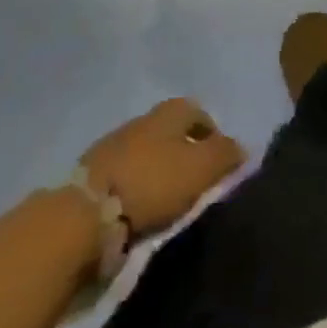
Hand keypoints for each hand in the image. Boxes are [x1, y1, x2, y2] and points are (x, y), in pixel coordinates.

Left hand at [81, 98, 245, 236]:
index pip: (198, 112)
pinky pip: (125, 178)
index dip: (212, 134)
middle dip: (185, 153)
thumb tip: (241, 148)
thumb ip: (226, 154)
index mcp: (168, 112)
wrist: (85, 215)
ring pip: (146, 155)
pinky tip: (141, 210)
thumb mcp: (202, 167)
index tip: (221, 162)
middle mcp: (140, 121)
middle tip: (197, 183)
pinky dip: (137, 190)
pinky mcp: (91, 179)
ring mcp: (111, 148)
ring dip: (159, 173)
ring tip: (170, 202)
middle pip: (171, 133)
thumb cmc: (153, 182)